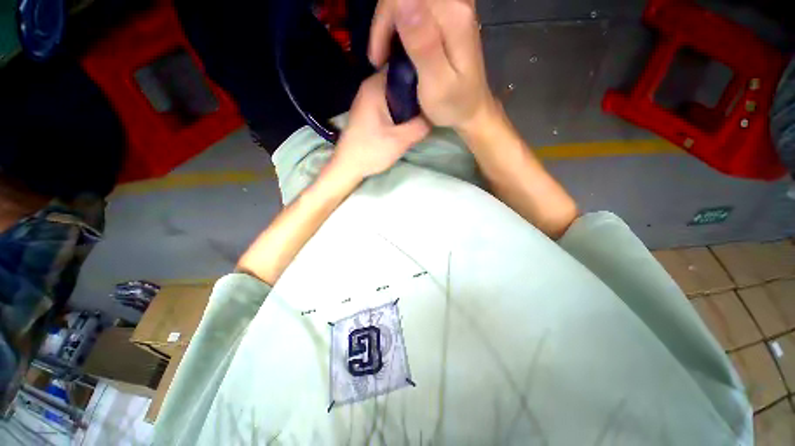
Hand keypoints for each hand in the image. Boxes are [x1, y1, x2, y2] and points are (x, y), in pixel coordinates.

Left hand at [332, 70, 429, 178]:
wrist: (348, 166)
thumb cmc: (371, 151)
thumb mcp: (400, 140)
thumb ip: (421, 125)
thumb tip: (436, 114)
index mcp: (376, 85)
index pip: (405, 66)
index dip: (423, 73)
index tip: (436, 86)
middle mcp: (371, 85)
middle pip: (401, 79)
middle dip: (418, 90)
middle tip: (433, 102)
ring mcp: (368, 98)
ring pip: (396, 91)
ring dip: (410, 101)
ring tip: (426, 110)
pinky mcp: (369, 110)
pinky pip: (390, 101)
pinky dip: (401, 107)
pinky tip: (410, 118)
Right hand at [369, 0, 496, 130]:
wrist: (472, 111)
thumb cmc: (454, 105)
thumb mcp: (436, 82)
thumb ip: (422, 43)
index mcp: (453, 16)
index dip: (384, 21)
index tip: (379, 57)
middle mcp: (456, 4)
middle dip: (385, 22)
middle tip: (381, 57)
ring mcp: (453, 10)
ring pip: (408, 2)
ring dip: (391, 24)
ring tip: (386, 55)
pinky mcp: (449, 19)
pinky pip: (416, 9)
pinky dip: (401, 25)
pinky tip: (398, 47)